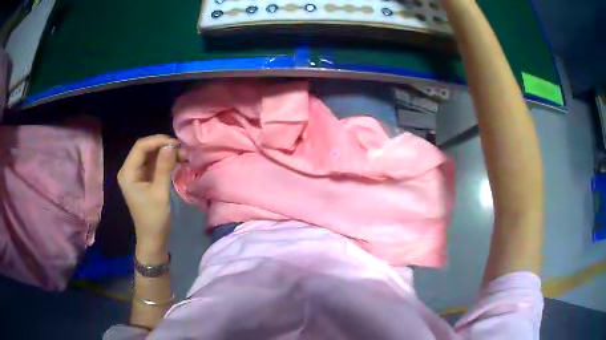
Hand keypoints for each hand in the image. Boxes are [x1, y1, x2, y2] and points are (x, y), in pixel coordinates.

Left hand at [118, 135, 177, 254]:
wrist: (153, 239)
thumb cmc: (154, 218)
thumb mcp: (160, 192)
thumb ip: (164, 167)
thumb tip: (171, 145)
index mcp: (128, 173)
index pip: (140, 147)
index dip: (158, 141)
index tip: (176, 144)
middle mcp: (129, 170)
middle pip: (145, 149)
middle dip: (163, 146)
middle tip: (182, 150)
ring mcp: (137, 175)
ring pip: (151, 155)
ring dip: (166, 153)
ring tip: (183, 155)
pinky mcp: (144, 180)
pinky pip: (154, 164)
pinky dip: (165, 161)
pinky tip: (177, 162)